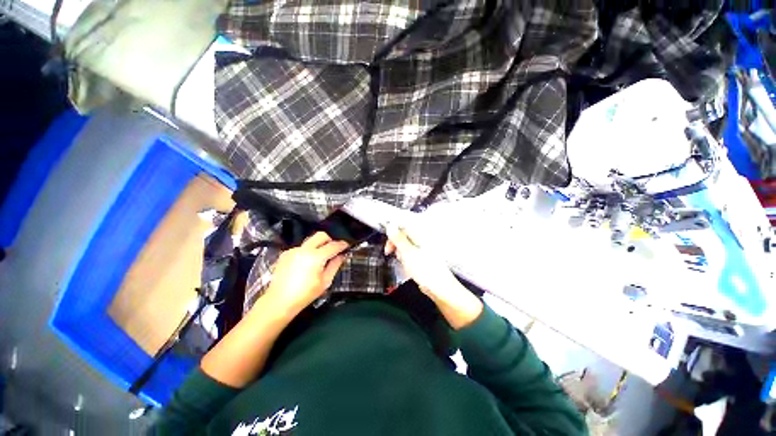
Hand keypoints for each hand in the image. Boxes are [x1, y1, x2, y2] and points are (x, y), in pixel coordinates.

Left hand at [265, 232, 348, 310]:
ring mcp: (293, 250)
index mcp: (315, 257)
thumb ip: (335, 265)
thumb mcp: (325, 282)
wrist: (279, 302)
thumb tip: (341, 256)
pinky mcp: (285, 254)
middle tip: (335, 248)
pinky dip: (307, 251)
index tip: (347, 246)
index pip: (333, 245)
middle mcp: (304, 250)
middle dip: (330, 239)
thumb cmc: (304, 295)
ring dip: (319, 245)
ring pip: (310, 241)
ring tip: (321, 257)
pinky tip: (307, 263)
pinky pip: (301, 247)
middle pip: (321, 235)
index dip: (342, 244)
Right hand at [384, 224, 458, 296]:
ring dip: (401, 254)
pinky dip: (407, 260)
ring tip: (404, 263)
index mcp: (420, 235)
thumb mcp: (408, 253)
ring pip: (406, 246)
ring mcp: (423, 249)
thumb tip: (390, 226)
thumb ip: (398, 239)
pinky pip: (410, 255)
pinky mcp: (423, 258)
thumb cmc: (425, 269)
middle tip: (391, 253)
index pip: (403, 226)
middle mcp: (422, 239)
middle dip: (396, 245)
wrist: (439, 288)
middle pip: (404, 236)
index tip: (387, 244)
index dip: (392, 233)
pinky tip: (408, 268)